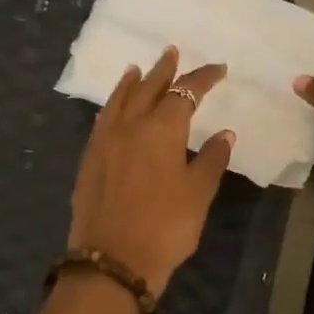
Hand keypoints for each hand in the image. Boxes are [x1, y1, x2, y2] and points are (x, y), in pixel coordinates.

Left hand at [70, 46, 233, 297]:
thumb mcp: (198, 193)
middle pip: (148, 88)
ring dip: (132, 82)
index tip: (219, 70)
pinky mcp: (89, 160)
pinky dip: (114, 104)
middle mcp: (129, 126)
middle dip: (164, 69)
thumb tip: (224, 133)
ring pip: (119, 100)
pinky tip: (116, 109)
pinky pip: (103, 119)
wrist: (112, 261)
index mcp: (161, 130)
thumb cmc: (165, 226)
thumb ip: (211, 159)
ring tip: (138, 69)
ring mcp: (104, 142)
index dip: (203, 79)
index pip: (185, 93)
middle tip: (172, 52)